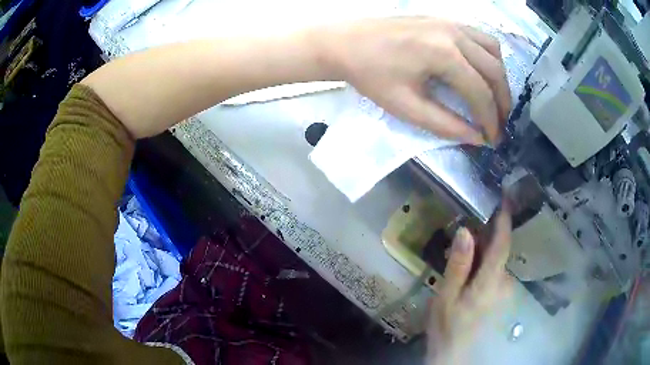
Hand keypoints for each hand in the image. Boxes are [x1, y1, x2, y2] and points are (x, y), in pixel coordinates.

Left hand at [318, 17, 510, 143]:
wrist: (344, 43)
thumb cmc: (370, 75)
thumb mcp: (407, 107)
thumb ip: (446, 124)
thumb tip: (477, 138)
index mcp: (444, 54)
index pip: (481, 92)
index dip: (491, 120)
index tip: (494, 139)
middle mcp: (454, 34)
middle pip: (494, 70)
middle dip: (502, 102)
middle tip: (500, 124)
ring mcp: (450, 22)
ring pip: (492, 50)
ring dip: (499, 77)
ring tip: (494, 100)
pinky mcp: (443, 19)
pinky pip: (479, 37)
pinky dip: (488, 57)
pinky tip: (481, 72)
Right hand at [426, 208, 512, 363]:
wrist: (453, 351)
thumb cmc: (447, 324)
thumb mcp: (446, 295)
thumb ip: (458, 264)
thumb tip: (465, 231)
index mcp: (490, 281)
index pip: (502, 244)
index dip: (505, 220)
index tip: (505, 197)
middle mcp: (502, 282)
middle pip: (500, 249)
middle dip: (489, 230)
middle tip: (470, 216)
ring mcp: (502, 288)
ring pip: (497, 258)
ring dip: (485, 244)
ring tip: (465, 236)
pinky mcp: (498, 293)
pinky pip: (494, 267)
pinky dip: (484, 258)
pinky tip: (469, 259)